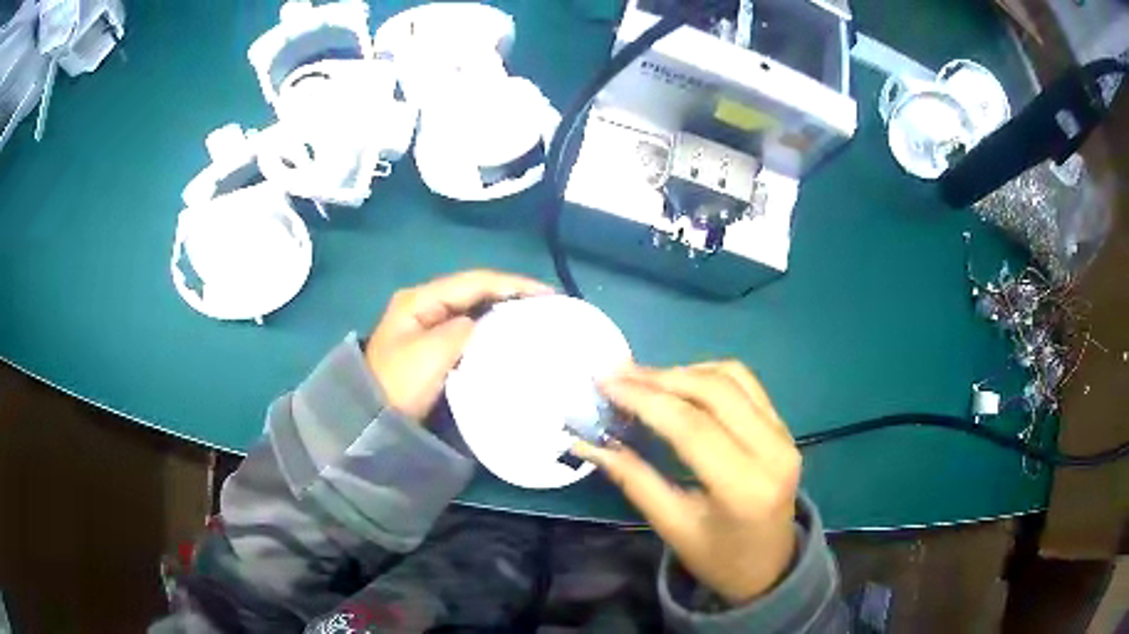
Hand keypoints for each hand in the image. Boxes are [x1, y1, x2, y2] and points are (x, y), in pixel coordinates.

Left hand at [365, 270, 552, 420]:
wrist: (371, 419)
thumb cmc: (399, 384)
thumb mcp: (431, 354)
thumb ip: (462, 330)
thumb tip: (482, 324)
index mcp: (420, 299)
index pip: (474, 281)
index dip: (513, 284)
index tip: (547, 295)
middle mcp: (424, 304)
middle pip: (475, 290)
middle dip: (511, 293)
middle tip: (547, 305)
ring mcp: (427, 324)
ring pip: (473, 308)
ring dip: (502, 309)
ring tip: (535, 316)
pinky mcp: (433, 345)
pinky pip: (468, 328)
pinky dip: (490, 328)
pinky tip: (509, 334)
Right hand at [572, 361, 800, 604]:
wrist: (769, 565)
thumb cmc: (717, 557)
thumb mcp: (671, 525)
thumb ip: (633, 479)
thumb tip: (589, 442)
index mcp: (744, 487)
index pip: (691, 426)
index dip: (645, 399)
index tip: (605, 384)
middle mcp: (773, 451)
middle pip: (714, 392)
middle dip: (660, 378)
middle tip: (617, 375)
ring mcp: (784, 434)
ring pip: (732, 377)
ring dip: (684, 372)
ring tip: (643, 379)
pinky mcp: (784, 426)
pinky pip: (746, 384)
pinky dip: (709, 375)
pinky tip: (680, 383)